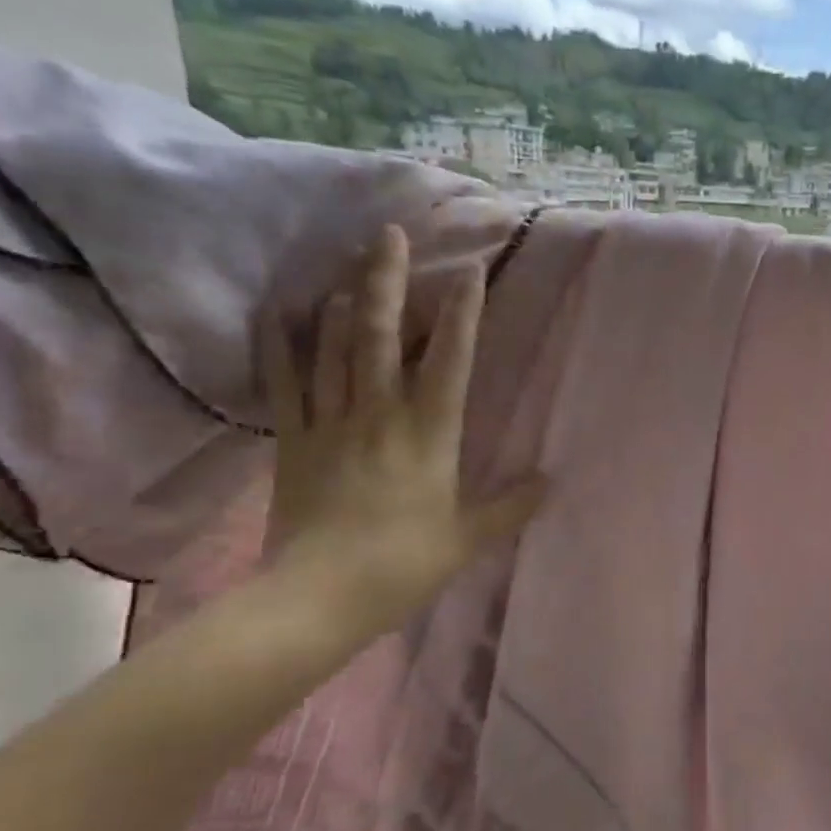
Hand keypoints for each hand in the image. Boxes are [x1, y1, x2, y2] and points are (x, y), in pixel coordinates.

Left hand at [258, 225, 541, 633]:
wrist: (319, 596)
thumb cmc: (404, 565)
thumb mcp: (468, 538)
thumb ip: (510, 505)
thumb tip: (551, 481)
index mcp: (429, 436)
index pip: (450, 362)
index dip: (461, 315)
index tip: (469, 272)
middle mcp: (379, 415)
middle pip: (378, 335)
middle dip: (385, 281)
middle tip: (388, 234)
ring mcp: (331, 424)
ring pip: (332, 348)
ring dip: (341, 300)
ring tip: (347, 263)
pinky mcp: (294, 440)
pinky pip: (285, 383)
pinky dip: (281, 345)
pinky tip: (279, 312)